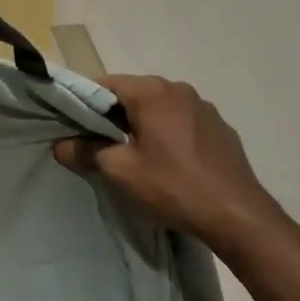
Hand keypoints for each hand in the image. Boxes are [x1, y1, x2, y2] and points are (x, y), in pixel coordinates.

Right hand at [53, 75, 299, 273]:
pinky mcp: (219, 127)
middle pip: (132, 94)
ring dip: (141, 124)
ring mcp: (203, 107)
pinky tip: (166, 162)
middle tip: (97, 144)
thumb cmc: (174, 187)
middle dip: (112, 116)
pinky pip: (181, 121)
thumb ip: (85, 152)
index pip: (104, 84)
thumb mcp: (121, 172)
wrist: (239, 216)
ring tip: (132, 155)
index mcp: (152, 91)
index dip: (84, 102)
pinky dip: (166, 133)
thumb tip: (60, 144)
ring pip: (158, 108)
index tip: (72, 125)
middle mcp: (178, 89)